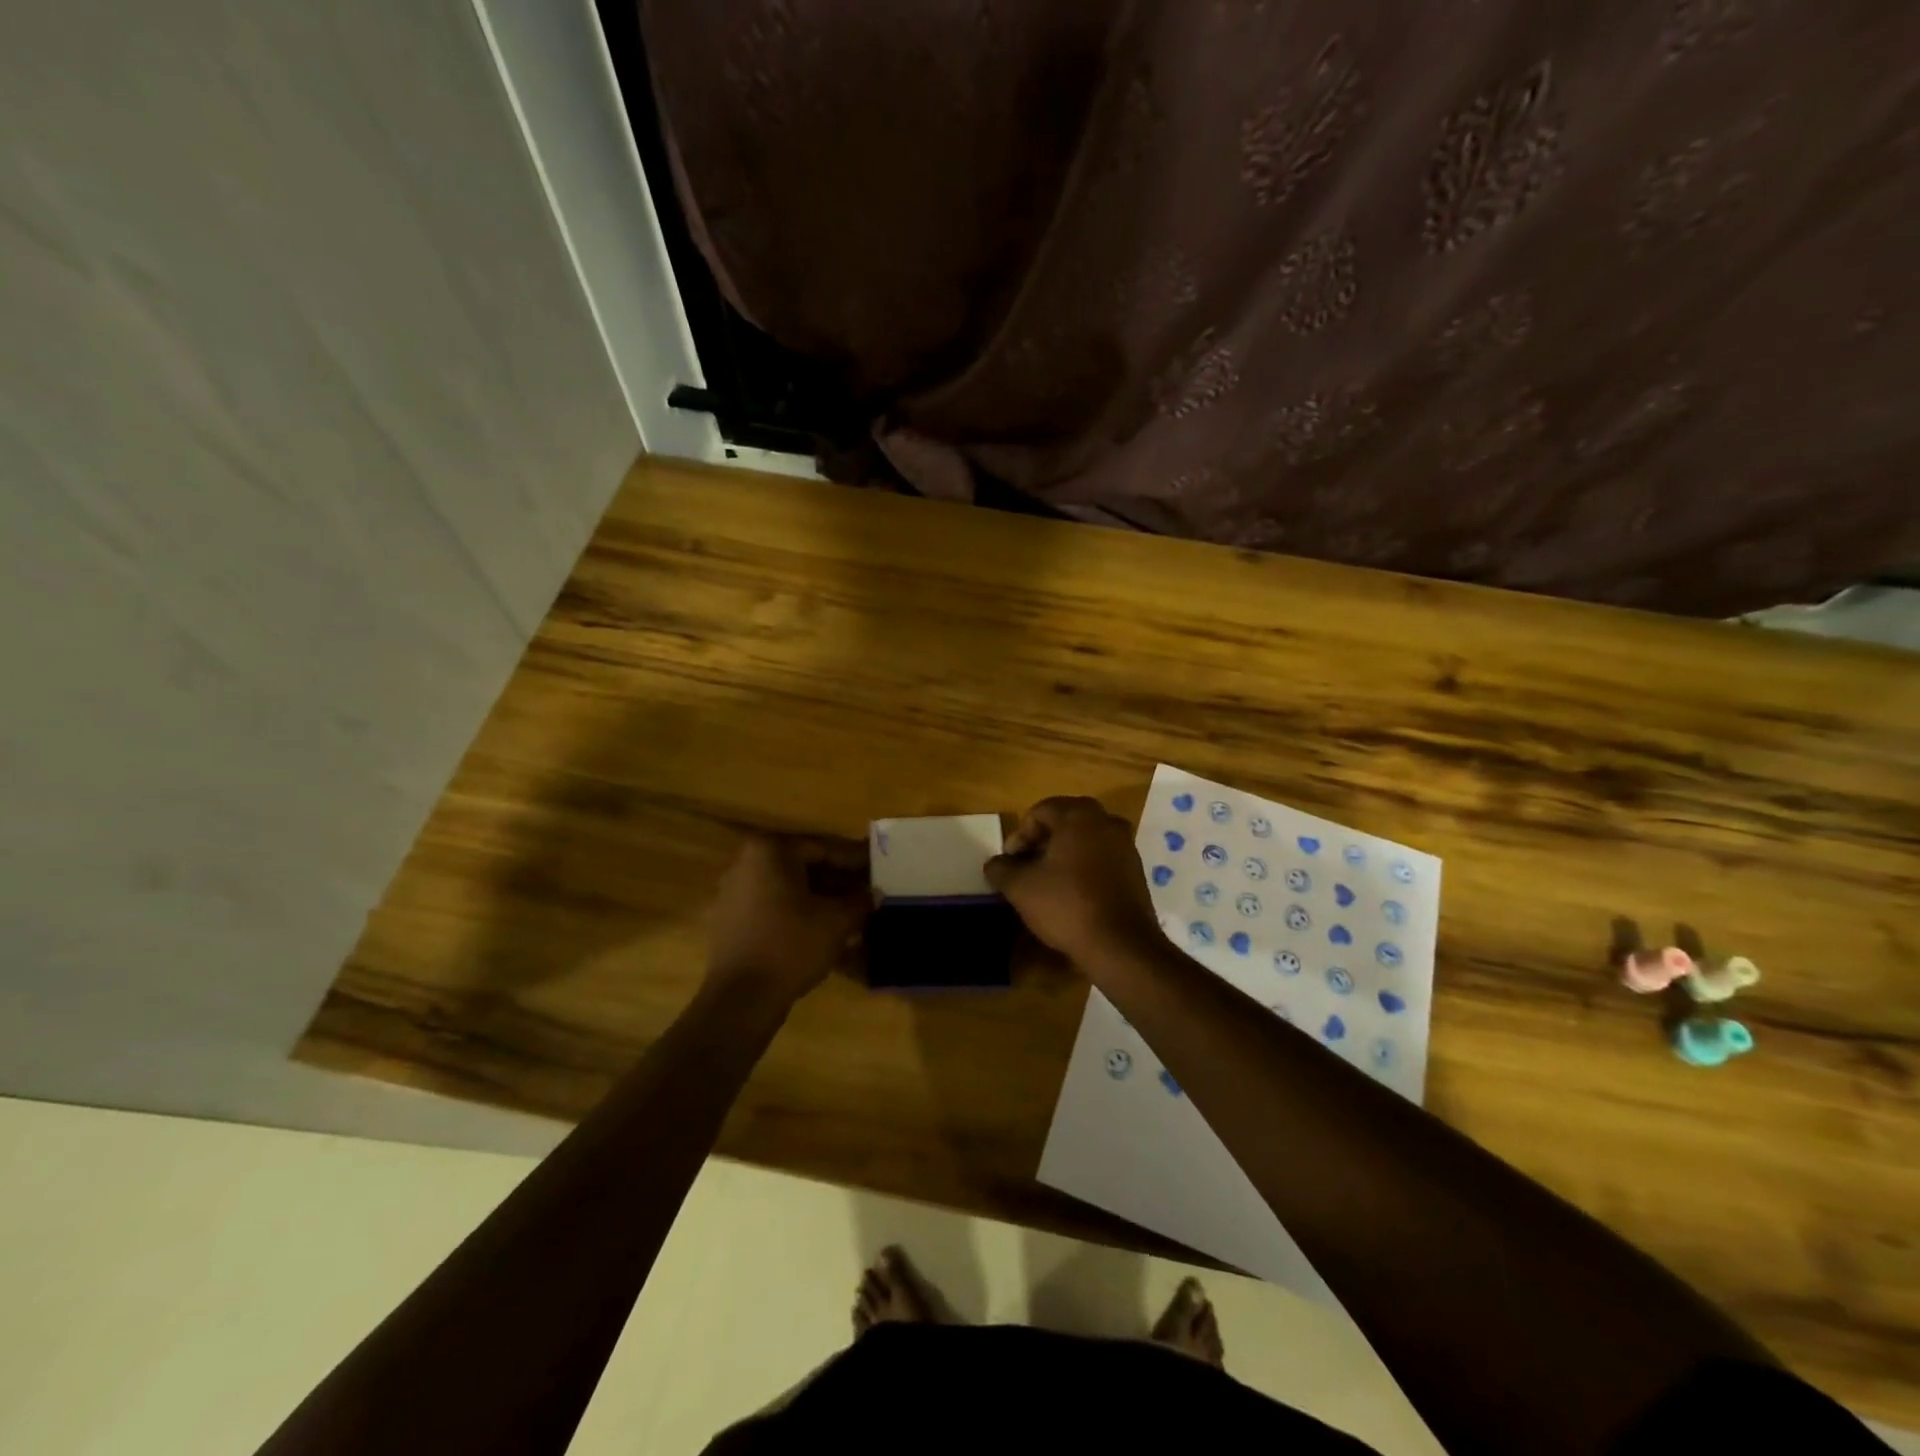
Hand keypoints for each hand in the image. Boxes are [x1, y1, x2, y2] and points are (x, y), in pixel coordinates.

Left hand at [705, 833, 870, 1001]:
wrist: (740, 999)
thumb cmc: (791, 946)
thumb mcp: (837, 921)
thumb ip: (860, 901)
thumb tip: (874, 894)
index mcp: (770, 851)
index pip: (823, 848)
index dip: (855, 861)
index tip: (878, 868)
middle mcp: (746, 863)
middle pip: (803, 866)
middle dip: (837, 880)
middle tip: (866, 892)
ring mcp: (733, 892)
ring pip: (788, 887)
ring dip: (820, 897)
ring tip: (850, 912)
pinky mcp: (729, 920)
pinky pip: (772, 906)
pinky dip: (798, 912)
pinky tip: (822, 929)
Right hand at [984, 797, 1160, 967]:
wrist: (1120, 945)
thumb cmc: (1066, 905)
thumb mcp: (1020, 887)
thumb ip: (1001, 869)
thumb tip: (995, 863)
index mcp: (1079, 816)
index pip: (1040, 811)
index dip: (1019, 835)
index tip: (1009, 862)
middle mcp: (1106, 821)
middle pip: (1065, 822)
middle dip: (1041, 842)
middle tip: (1026, 867)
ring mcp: (1126, 845)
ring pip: (1085, 840)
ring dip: (1063, 854)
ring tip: (1047, 882)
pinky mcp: (1136, 870)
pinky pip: (1102, 858)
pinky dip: (1084, 867)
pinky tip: (1072, 893)